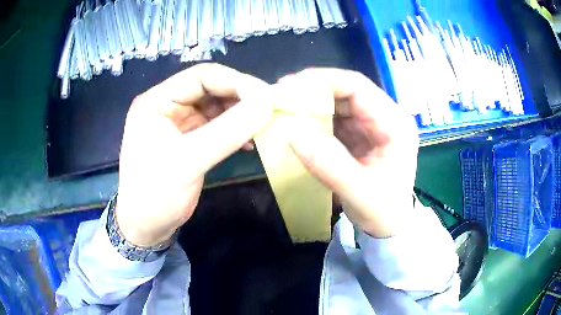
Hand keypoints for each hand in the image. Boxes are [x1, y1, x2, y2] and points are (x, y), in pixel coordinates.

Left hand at [116, 64, 271, 246]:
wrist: (145, 227)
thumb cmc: (156, 194)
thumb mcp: (189, 161)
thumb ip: (228, 131)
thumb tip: (267, 103)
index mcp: (156, 100)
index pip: (201, 76)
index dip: (236, 81)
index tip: (267, 95)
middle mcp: (167, 105)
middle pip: (209, 88)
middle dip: (240, 96)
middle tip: (270, 108)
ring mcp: (178, 123)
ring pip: (215, 107)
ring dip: (239, 113)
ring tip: (263, 123)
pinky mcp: (188, 140)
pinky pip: (215, 126)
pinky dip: (234, 130)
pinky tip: (249, 142)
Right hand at [281, 69, 418, 237]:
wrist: (390, 226)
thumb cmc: (383, 211)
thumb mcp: (358, 192)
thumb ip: (327, 163)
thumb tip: (292, 130)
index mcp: (395, 124)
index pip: (358, 87)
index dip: (323, 81)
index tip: (289, 86)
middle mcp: (385, 116)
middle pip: (346, 91)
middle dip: (312, 91)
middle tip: (280, 97)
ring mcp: (371, 124)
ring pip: (338, 102)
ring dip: (311, 104)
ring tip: (284, 109)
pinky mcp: (360, 133)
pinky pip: (334, 118)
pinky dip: (314, 119)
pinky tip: (297, 123)